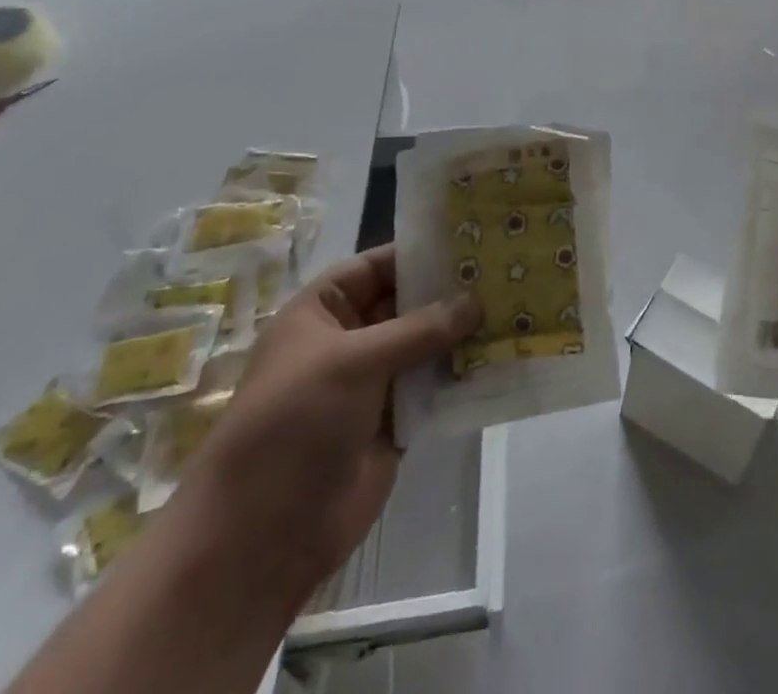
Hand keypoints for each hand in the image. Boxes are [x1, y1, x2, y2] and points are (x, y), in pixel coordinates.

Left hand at [176, 244, 480, 603]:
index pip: (376, 266)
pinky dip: (463, 373)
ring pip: (427, 345)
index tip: (473, 238)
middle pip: (408, 303)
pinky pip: (435, 386)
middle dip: (451, 291)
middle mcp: (349, 341)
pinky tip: (503, 355)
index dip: (419, 252)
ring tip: (516, 307)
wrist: (261, 538)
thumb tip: (477, 301)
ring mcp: (373, 383)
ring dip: (463, 332)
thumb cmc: (294, 423)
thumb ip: (419, 328)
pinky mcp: (395, 421)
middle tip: (506, 271)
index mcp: (321, 313)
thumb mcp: (353, 361)